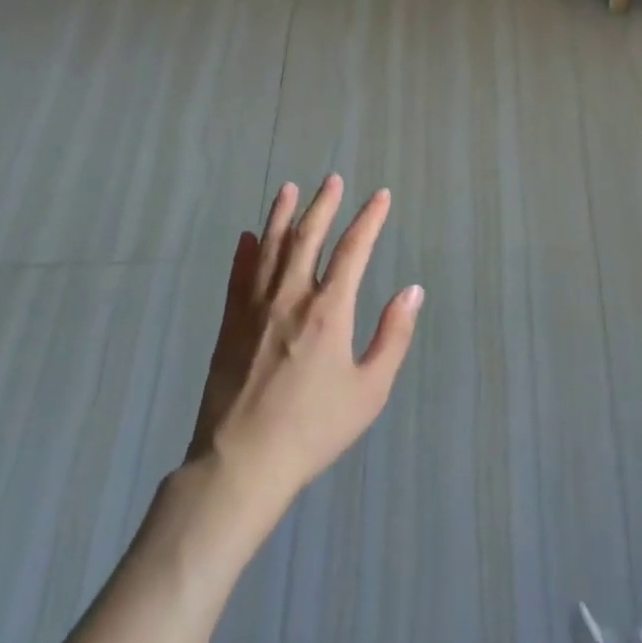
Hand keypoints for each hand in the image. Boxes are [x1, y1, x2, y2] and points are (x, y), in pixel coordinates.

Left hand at [188, 175, 423, 511]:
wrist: (243, 463)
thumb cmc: (315, 428)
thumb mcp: (370, 389)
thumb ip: (393, 336)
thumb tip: (412, 290)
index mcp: (329, 311)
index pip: (353, 250)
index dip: (369, 219)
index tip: (380, 196)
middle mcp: (290, 298)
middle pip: (307, 238)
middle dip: (323, 205)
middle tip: (332, 180)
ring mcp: (254, 310)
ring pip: (270, 249)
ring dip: (282, 216)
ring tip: (290, 189)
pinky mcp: (229, 327)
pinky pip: (238, 278)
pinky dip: (245, 254)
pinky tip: (247, 237)